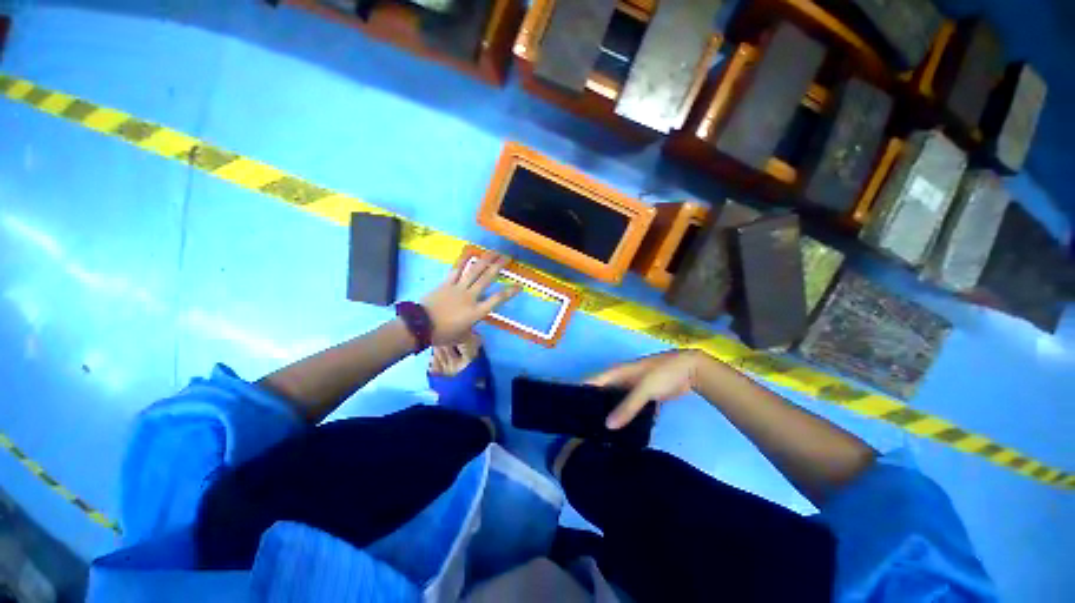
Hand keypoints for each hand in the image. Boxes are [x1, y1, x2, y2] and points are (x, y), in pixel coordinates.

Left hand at [421, 251, 520, 344]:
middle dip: (498, 266)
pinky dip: (464, 261)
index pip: (497, 300)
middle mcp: (470, 297)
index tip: (519, 286)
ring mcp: (458, 288)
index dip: (509, 292)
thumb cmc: (442, 334)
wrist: (420, 326)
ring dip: (485, 260)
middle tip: (507, 258)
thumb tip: (476, 336)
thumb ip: (471, 334)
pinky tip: (470, 253)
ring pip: (474, 271)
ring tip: (493, 252)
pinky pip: (457, 270)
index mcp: (476, 312)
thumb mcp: (461, 338)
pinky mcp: (446, 283)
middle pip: (487, 278)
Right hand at [586, 351, 703, 429]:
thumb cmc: (662, 373)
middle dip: (592, 408)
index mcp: (615, 373)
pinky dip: (624, 417)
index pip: (591, 382)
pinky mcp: (642, 397)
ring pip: (614, 402)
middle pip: (601, 394)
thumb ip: (627, 407)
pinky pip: (628, 408)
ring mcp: (631, 389)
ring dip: (608, 414)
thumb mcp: (644, 389)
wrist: (690, 371)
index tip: (566, 409)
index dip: (578, 392)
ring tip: (596, 434)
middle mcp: (620, 380)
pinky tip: (620, 432)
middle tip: (580, 428)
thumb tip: (607, 426)